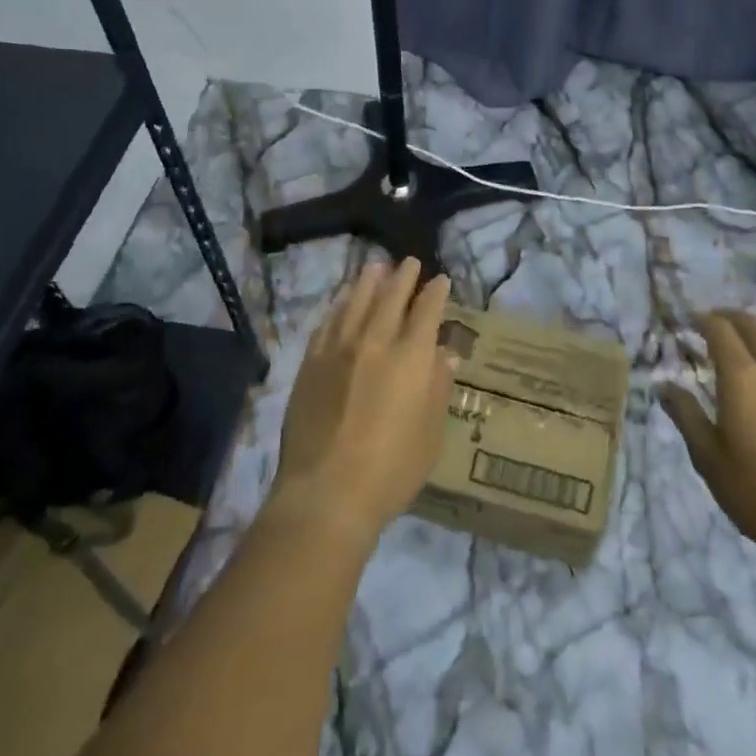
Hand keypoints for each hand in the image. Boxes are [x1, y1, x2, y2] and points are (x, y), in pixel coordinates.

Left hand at [270, 258, 454, 550]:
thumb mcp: (430, 433)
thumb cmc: (391, 470)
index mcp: (411, 357)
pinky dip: (339, 307)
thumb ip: (438, 388)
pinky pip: (327, 323)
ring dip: (368, 282)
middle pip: (390, 298)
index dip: (435, 293)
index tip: (440, 280)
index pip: (426, 311)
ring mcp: (338, 350)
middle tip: (409, 263)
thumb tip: (444, 354)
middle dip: (403, 277)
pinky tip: (342, 302)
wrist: (327, 492)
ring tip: (375, 267)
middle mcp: (375, 342)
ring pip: (356, 302)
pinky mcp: (311, 363)